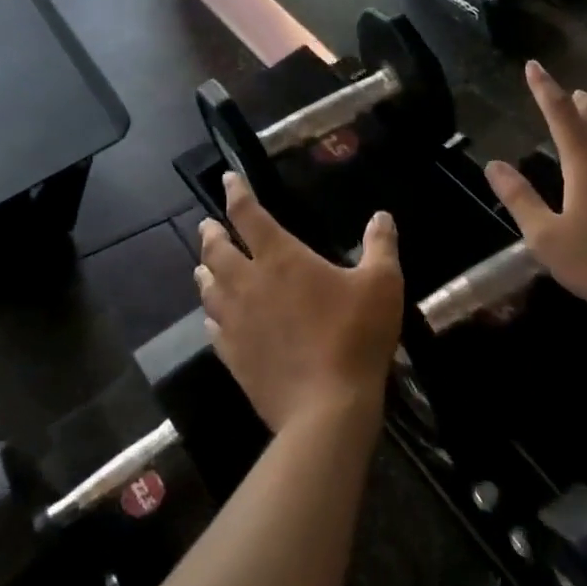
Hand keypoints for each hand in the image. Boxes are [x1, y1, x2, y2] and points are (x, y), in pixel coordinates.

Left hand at [196, 174, 403, 431]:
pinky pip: (213, 327)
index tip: (227, 179)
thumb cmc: (355, 335)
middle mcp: (248, 284)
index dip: (236, 193)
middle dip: (212, 232)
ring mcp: (235, 322)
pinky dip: (211, 313)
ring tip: (204, 264)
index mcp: (281, 259)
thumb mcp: (382, 283)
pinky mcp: (233, 356)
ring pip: (208, 288)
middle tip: (209, 224)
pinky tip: (215, 317)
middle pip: (218, 250)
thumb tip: (381, 215)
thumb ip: (381, 245)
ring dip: (206, 270)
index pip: (248, 215)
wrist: (326, 407)